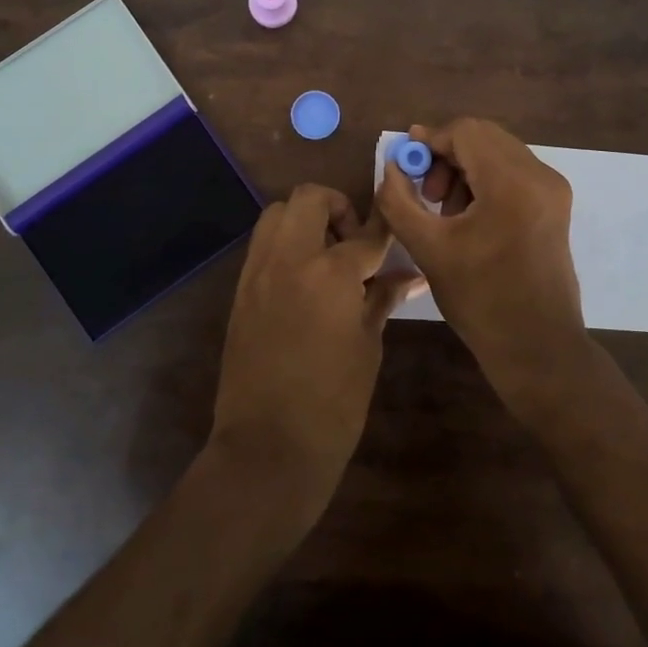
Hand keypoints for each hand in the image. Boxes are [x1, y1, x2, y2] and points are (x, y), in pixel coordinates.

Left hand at [208, 184, 421, 523]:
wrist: (267, 447)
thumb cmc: (333, 404)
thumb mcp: (367, 347)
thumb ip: (381, 299)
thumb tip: (407, 275)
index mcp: (329, 274)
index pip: (365, 234)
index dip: (385, 227)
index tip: (397, 223)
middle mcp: (288, 259)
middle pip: (309, 198)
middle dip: (338, 207)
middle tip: (354, 242)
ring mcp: (257, 272)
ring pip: (277, 213)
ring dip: (305, 220)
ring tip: (327, 257)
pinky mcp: (240, 290)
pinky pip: (263, 246)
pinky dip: (285, 245)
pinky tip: (305, 280)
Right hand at [375, 119, 593, 420]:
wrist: (537, 346)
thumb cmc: (480, 300)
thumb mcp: (428, 249)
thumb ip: (398, 200)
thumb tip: (392, 166)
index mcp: (512, 183)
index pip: (465, 132)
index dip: (430, 141)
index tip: (406, 163)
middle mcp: (540, 175)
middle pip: (484, 137)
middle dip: (447, 155)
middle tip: (425, 192)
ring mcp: (552, 189)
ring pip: (498, 152)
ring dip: (465, 168)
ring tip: (445, 210)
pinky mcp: (555, 204)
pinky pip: (513, 171)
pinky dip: (485, 180)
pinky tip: (469, 216)